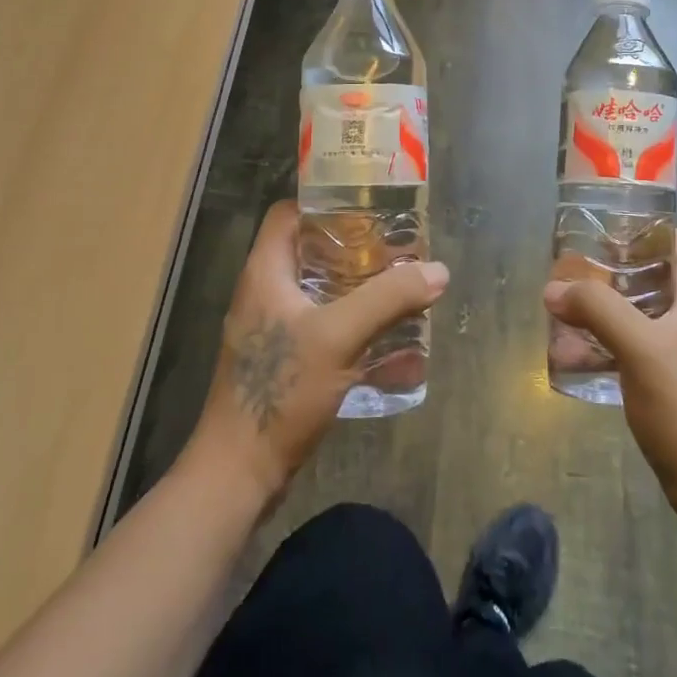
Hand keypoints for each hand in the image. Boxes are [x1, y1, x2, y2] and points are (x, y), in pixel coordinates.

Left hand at [186, 200, 447, 506]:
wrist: (238, 473)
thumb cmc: (281, 390)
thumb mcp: (339, 336)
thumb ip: (388, 299)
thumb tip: (438, 270)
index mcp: (265, 272)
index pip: (288, 214)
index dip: (325, 203)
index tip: (369, 208)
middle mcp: (264, 293)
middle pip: (309, 251)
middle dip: (354, 248)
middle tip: (397, 249)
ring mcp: (271, 330)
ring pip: (319, 291)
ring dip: (357, 289)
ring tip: (399, 288)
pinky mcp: (282, 361)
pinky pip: (321, 327)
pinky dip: (352, 324)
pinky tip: (387, 339)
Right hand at [544, 231, 676, 506]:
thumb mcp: (637, 346)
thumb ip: (596, 308)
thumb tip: (554, 289)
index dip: (645, 232)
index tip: (604, 237)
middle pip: (657, 277)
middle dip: (614, 273)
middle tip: (576, 273)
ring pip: (644, 314)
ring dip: (607, 311)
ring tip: (568, 312)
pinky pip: (640, 348)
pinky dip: (611, 345)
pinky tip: (577, 356)